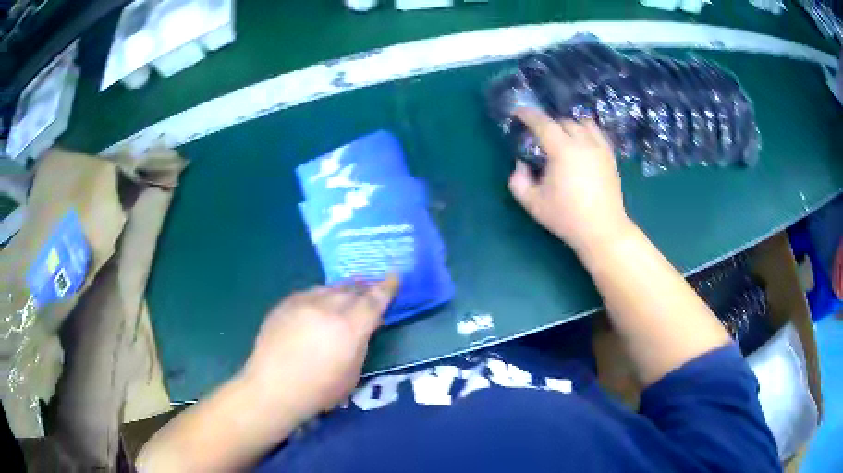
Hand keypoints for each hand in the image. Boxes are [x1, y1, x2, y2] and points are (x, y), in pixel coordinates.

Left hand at [241, 276, 398, 424]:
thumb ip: (361, 343)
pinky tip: (319, 305)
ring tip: (347, 294)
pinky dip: (321, 296)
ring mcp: (303, 302)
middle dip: (365, 287)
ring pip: (330, 288)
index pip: (374, 300)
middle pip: (353, 289)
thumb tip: (364, 326)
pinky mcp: (285, 303)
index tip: (394, 277)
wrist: (273, 387)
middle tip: (372, 288)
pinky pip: (310, 293)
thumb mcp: (353, 373)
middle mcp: (328, 307)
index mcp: (349, 327)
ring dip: (343, 290)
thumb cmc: (319, 390)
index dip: (387, 287)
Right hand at [508, 108, 630, 252]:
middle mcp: (583, 143)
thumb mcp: (533, 203)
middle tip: (540, 137)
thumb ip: (518, 181)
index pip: (543, 123)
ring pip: (583, 123)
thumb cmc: (567, 218)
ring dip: (569, 126)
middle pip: (563, 122)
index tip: (518, 112)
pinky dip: (587, 132)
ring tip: (563, 137)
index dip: (528, 115)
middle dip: (549, 124)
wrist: (603, 230)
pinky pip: (598, 133)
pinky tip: (582, 144)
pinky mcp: (610, 157)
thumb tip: (520, 164)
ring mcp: (600, 148)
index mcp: (563, 151)